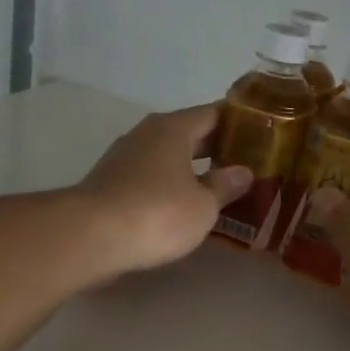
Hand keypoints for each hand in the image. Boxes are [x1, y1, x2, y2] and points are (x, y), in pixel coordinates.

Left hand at [77, 104, 253, 276]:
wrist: (90, 237)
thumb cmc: (157, 213)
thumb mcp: (203, 205)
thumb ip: (225, 186)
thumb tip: (243, 171)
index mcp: (173, 129)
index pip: (212, 113)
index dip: (237, 122)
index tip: (259, 132)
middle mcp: (146, 134)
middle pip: (188, 133)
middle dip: (215, 147)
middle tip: (245, 163)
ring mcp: (123, 158)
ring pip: (166, 156)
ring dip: (190, 168)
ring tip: (217, 186)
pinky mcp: (109, 183)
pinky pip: (150, 177)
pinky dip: (168, 185)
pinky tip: (182, 204)